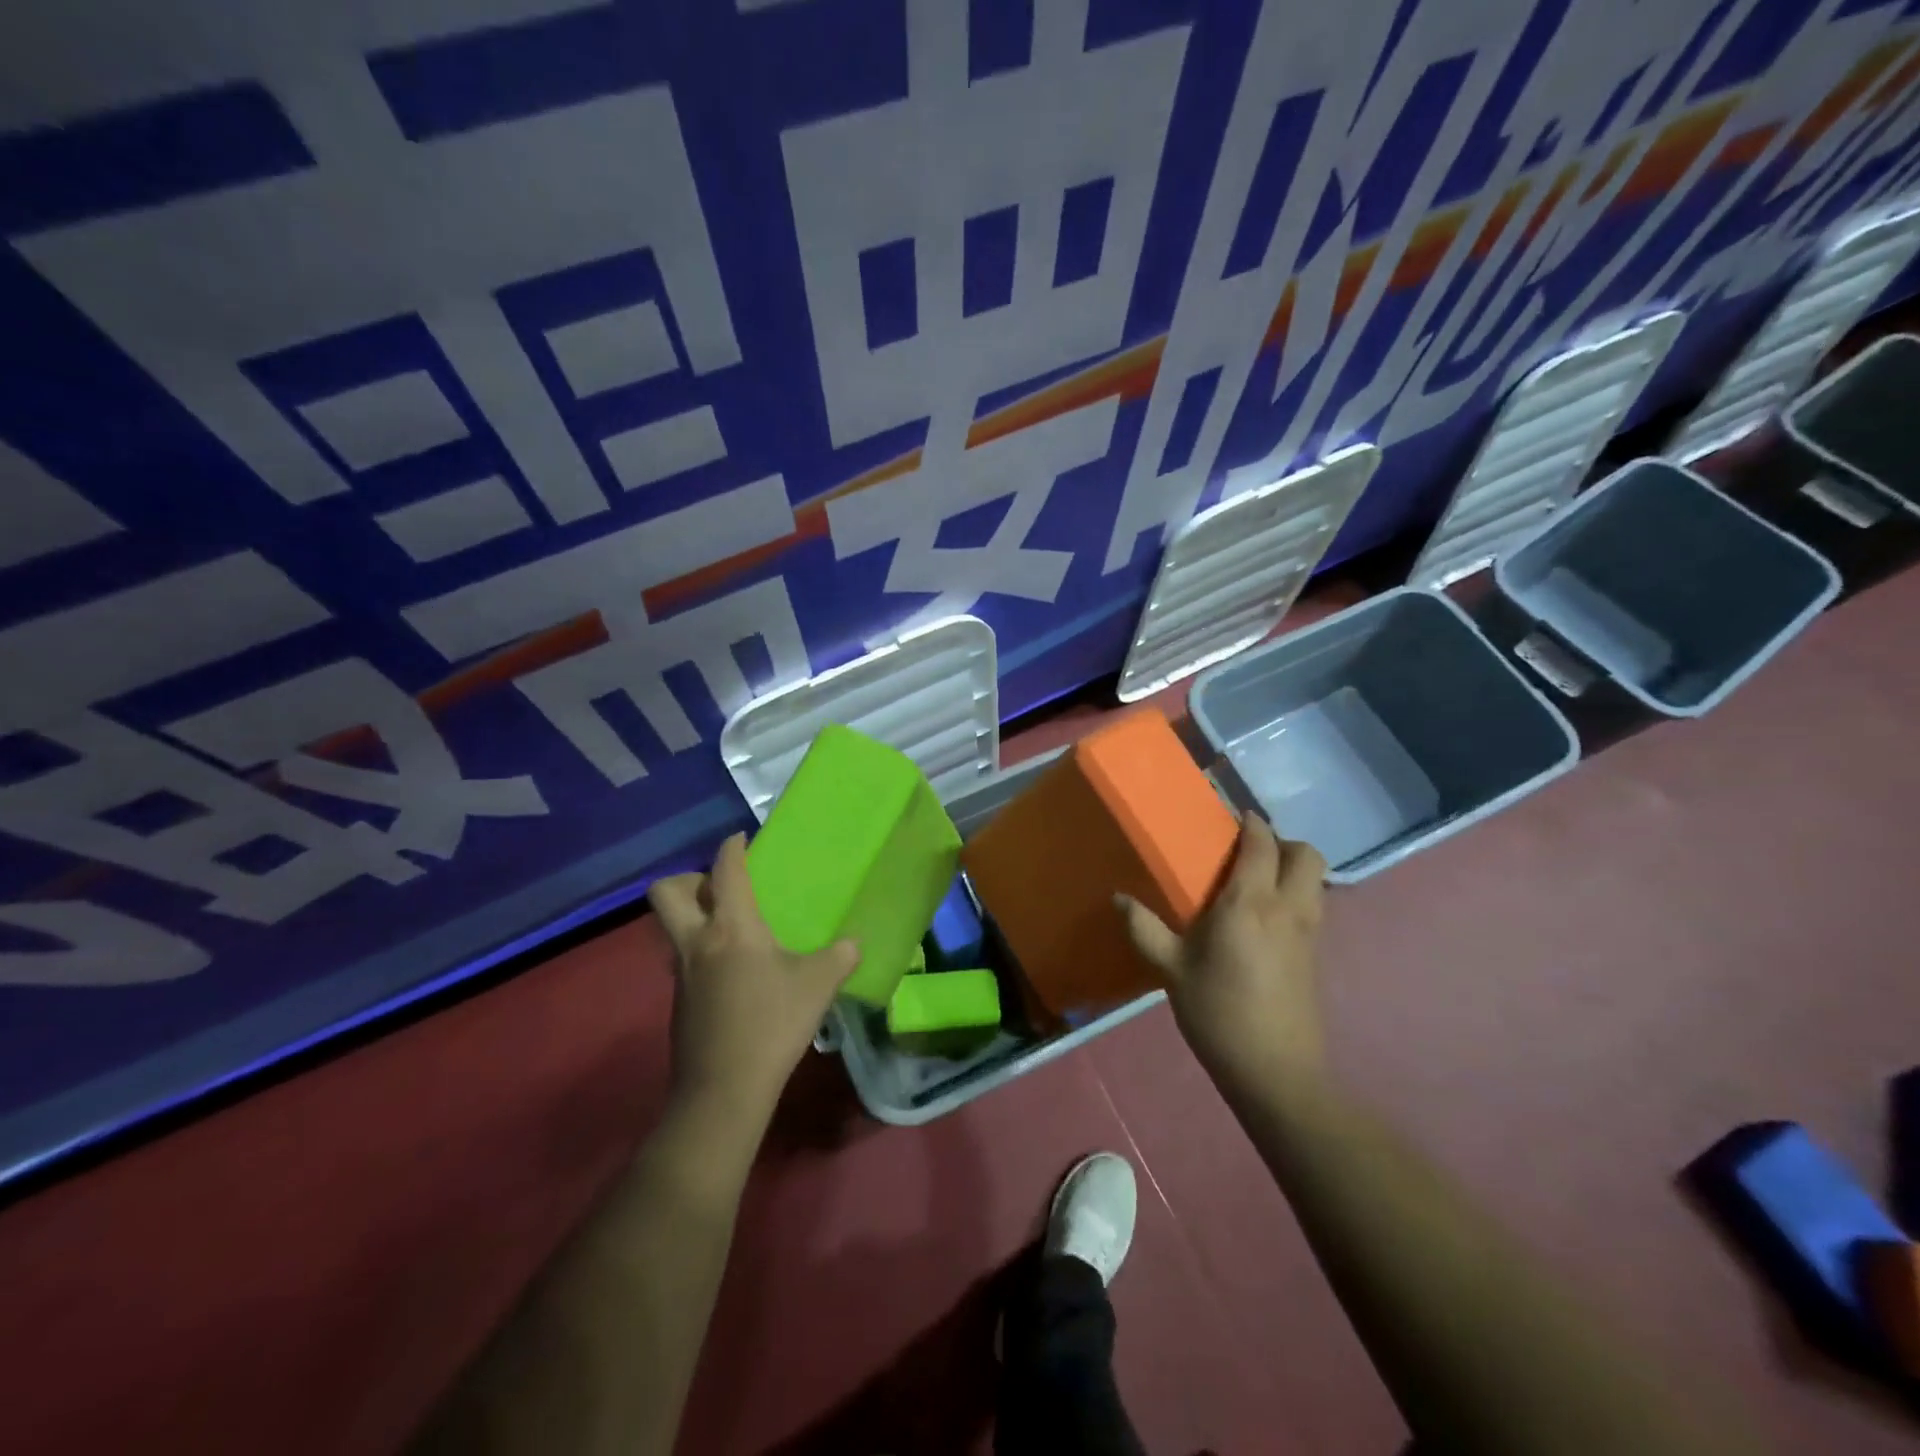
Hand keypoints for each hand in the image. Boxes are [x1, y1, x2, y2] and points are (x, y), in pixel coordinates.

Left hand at [647, 833, 857, 1125]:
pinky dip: (701, 950)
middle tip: (720, 887)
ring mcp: (682, 973)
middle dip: (688, 878)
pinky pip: (683, 958)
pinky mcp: (679, 1001)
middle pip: (666, 892)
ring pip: (671, 927)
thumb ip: (840, 956)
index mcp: (732, 927)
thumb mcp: (818, 986)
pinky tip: (733, 971)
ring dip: (693, 916)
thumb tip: (855, 942)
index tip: (741, 838)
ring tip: (732, 927)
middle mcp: (697, 941)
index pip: (725, 871)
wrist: (723, 1090)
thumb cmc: (772, 1024)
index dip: (732, 847)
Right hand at [1117, 814, 1327, 1091]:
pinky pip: (1313, 906)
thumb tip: (1118, 898)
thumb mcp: (1171, 970)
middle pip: (1305, 854)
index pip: (1262, 844)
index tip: (1232, 816)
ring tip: (1257, 881)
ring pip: (1315, 880)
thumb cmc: (1218, 1012)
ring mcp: (1308, 932)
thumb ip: (1144, 929)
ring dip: (1293, 867)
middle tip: (1248, 851)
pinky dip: (1297, 894)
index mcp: (1249, 903)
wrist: (1275, 1072)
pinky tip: (1266, 919)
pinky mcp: (1315, 956)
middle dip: (1282, 841)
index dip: (1251, 823)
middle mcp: (1287, 908)